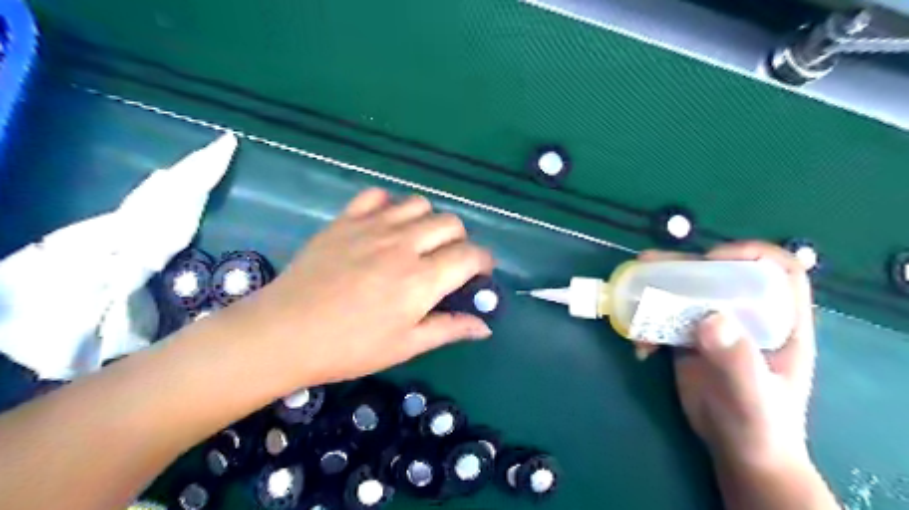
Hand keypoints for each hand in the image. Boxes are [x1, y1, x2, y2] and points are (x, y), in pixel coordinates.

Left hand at [231, 190, 492, 384]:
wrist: (284, 332)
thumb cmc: (349, 347)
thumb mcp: (405, 346)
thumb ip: (449, 329)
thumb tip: (484, 326)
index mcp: (421, 279)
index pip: (471, 255)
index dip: (484, 262)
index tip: (480, 274)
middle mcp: (403, 244)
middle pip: (450, 223)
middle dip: (460, 241)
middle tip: (447, 262)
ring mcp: (372, 226)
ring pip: (419, 204)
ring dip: (428, 221)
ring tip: (417, 242)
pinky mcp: (345, 219)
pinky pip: (378, 195)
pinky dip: (389, 206)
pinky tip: (384, 226)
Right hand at [637, 241, 816, 471]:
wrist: (739, 452)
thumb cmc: (760, 426)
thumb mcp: (752, 396)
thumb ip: (737, 360)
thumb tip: (710, 318)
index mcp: (781, 322)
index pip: (778, 271)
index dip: (750, 254)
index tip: (713, 259)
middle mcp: (748, 317)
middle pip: (719, 275)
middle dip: (684, 266)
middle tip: (649, 266)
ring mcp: (716, 327)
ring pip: (687, 294)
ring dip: (657, 290)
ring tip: (631, 293)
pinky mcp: (690, 340)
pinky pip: (666, 319)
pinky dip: (648, 325)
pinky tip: (640, 348)